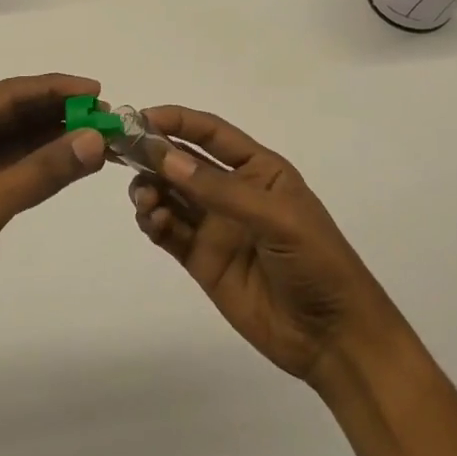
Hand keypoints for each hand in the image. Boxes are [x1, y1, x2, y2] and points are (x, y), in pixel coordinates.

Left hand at [0, 74, 107, 333]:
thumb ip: (42, 171)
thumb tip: (96, 140)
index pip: (7, 95)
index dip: (54, 89)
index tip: (97, 91)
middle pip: (15, 113)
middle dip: (60, 113)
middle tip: (109, 116)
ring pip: (20, 139)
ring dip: (58, 137)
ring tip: (103, 135)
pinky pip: (18, 165)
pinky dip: (47, 163)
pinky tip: (79, 160)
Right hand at [129, 106, 398, 386]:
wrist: (333, 337)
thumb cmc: (316, 262)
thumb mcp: (276, 218)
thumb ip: (219, 189)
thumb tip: (164, 157)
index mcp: (258, 170)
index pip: (211, 133)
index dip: (178, 121)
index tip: (141, 118)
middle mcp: (232, 191)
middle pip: (182, 162)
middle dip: (153, 155)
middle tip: (123, 156)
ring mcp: (214, 226)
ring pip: (169, 195)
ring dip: (149, 189)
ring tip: (146, 201)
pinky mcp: (200, 259)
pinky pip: (168, 231)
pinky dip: (153, 222)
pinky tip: (153, 222)